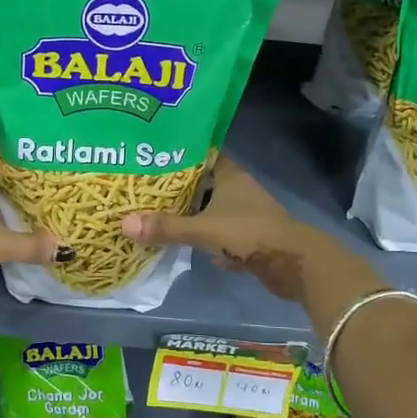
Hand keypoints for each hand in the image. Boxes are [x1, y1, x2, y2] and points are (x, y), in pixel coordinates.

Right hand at [121, 155, 316, 300]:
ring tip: (159, 214)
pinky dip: (206, 236)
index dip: (179, 155)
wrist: (292, 263)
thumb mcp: (203, 228)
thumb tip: (124, 224)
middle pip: (204, 183)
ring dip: (192, 213)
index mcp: (230, 175)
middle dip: (179, 188)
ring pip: (212, 208)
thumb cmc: (248, 232)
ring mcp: (245, 213)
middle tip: (146, 189)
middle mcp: (238, 189)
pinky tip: (186, 242)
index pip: (202, 155)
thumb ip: (166, 227)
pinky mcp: (249, 236)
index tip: (152, 157)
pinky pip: (220, 232)